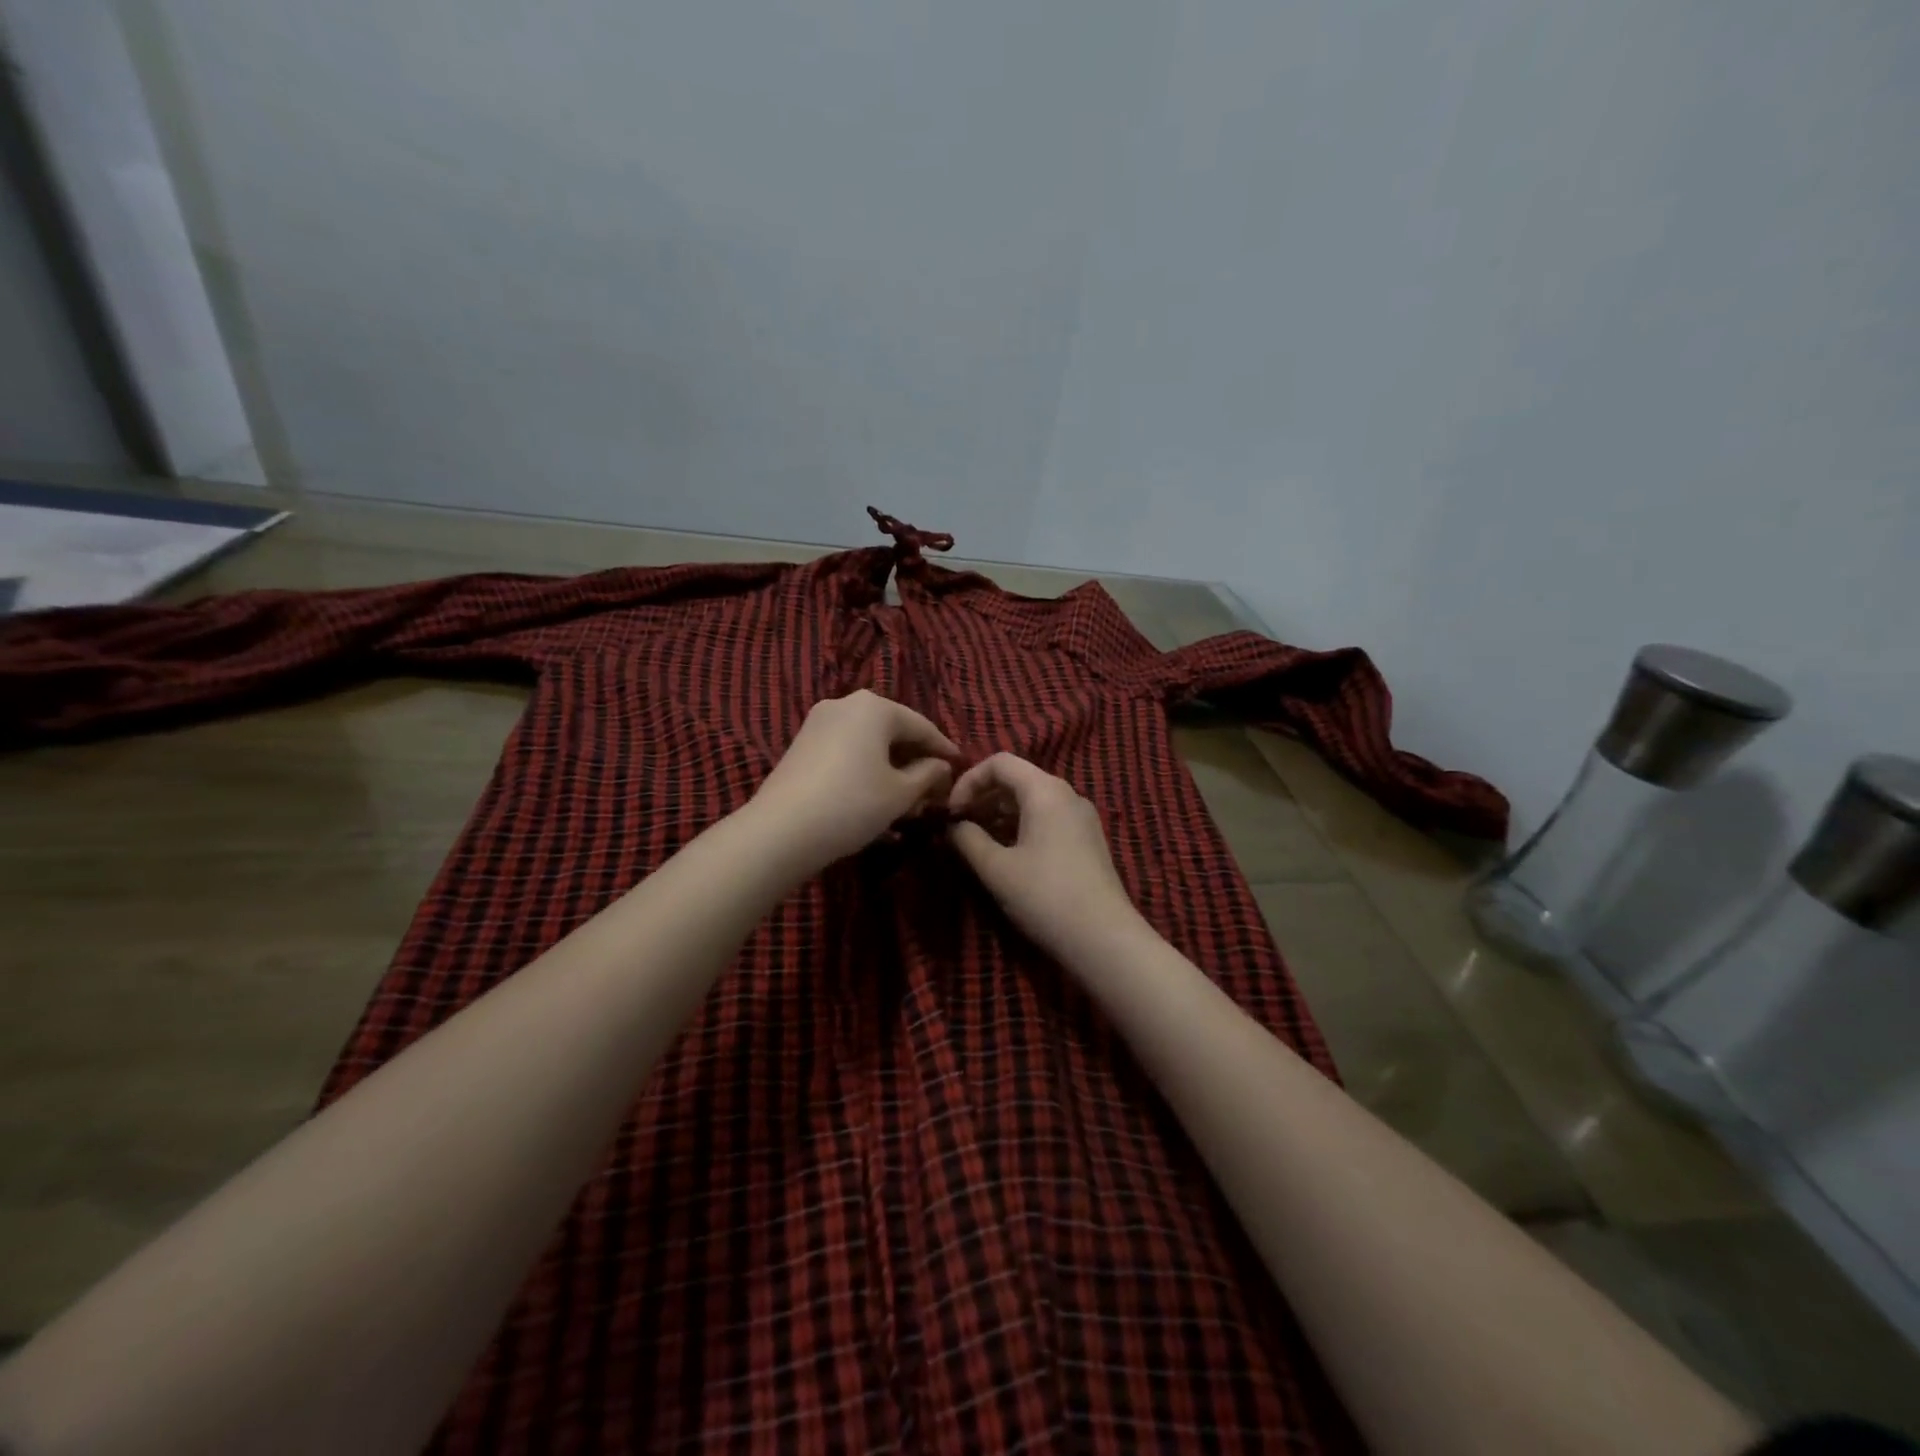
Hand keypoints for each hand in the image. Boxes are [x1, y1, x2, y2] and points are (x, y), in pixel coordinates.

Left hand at [749, 690, 961, 874]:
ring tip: (908, 795)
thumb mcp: (901, 793)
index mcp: (874, 707)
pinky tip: (875, 793)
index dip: (944, 749)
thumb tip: (941, 766)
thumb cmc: (853, 804)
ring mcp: (818, 722)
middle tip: (934, 786)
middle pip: (893, 730)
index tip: (960, 767)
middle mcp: (845, 704)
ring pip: (868, 741)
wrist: (781, 830)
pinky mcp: (802, 744)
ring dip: (890, 765)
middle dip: (915, 758)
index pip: (921, 726)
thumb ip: (928, 774)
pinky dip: (866, 767)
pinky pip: (846, 749)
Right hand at [948, 753, 1139, 960]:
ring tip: (976, 843)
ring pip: (1032, 800)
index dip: (968, 780)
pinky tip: (1006, 855)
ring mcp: (1081, 817)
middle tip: (959, 827)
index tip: (951, 812)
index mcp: (1045, 790)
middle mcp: (1067, 794)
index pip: (999, 762)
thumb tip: (953, 825)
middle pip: (1017, 778)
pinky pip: (1047, 818)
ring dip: (1000, 814)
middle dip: (983, 797)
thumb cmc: (1045, 897)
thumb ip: (967, 839)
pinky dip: (1021, 826)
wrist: (1104, 939)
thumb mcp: (996, 869)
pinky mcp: (1087, 839)